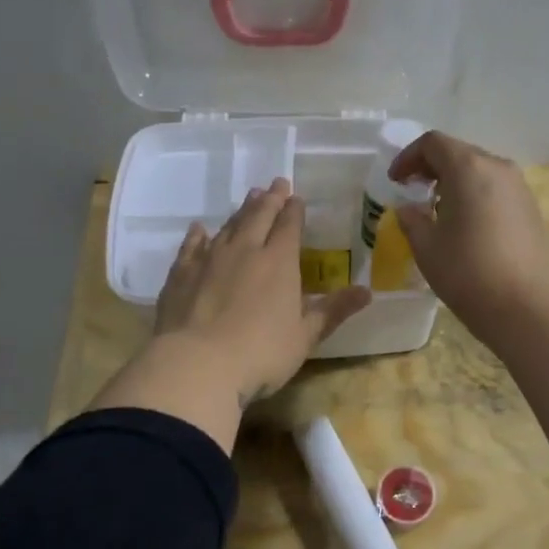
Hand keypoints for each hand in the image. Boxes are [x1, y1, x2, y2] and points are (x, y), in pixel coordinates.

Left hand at [156, 179, 370, 403]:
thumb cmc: (261, 354)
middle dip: (270, 199)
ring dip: (241, 211)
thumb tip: (367, 291)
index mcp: (279, 262)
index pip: (289, 226)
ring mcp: (209, 260)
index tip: (296, 197)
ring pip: (228, 226)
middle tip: (276, 183)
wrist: (197, 365)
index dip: (294, 210)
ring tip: (249, 197)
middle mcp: (245, 251)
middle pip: (259, 217)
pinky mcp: (181, 274)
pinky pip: (191, 246)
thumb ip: (333, 310)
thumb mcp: (305, 337)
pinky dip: (198, 235)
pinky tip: (200, 229)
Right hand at [387, 131, 548, 336]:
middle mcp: (498, 167)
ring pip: (479, 170)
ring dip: (453, 182)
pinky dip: (474, 195)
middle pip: (458, 152)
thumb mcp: (426, 247)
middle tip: (412, 191)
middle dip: (431, 167)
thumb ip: (412, 219)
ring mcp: (519, 187)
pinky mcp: (531, 209)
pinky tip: (465, 225)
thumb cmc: (468, 272)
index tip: (395, 181)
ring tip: (437, 210)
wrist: (526, 307)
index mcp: (468, 168)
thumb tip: (408, 208)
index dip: (408, 157)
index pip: (433, 143)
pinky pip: (495, 189)